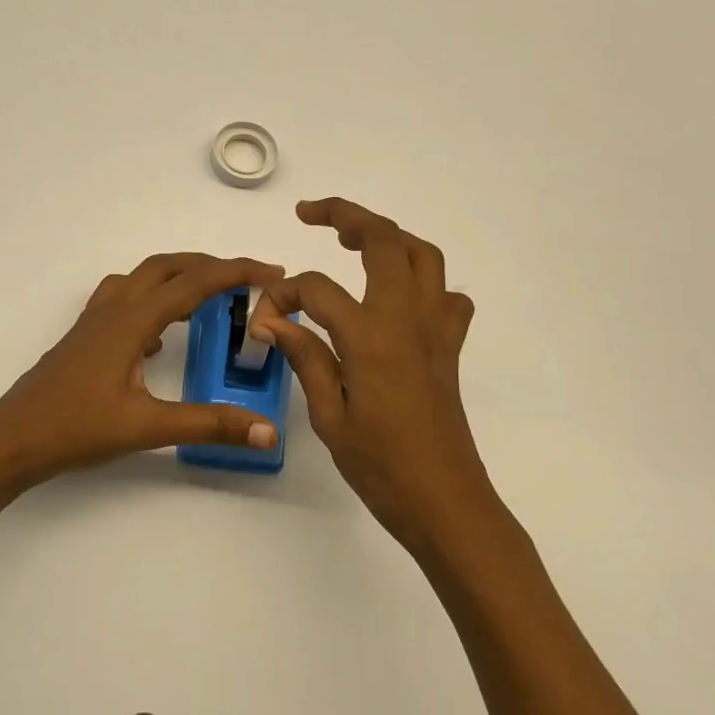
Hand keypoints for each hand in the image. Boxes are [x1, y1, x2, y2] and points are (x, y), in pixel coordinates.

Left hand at [0, 252, 286, 485]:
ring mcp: (94, 321)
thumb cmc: (75, 428)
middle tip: (246, 279)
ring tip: (208, 297)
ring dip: (178, 277)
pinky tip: (158, 337)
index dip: (237, 272)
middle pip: (167, 266)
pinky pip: (124, 300)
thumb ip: (208, 424)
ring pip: (141, 278)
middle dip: (209, 265)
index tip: (273, 271)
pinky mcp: (84, 337)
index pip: (194, 283)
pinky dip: (152, 301)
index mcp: (132, 320)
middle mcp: (114, 309)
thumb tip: (267, 429)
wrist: (12, 438)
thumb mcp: (147, 428)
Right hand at [251, 199, 498, 547]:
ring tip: (354, 238)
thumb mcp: (328, 415)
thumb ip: (305, 356)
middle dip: (346, 215)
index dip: (283, 295)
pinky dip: (425, 281)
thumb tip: (272, 321)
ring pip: (423, 255)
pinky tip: (399, 297)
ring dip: (389, 236)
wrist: (445, 501)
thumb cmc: (380, 466)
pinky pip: (447, 296)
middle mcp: (408, 318)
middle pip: (384, 240)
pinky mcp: (450, 347)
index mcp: (370, 336)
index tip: (264, 318)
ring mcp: (436, 329)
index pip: (318, 289)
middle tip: (311, 214)